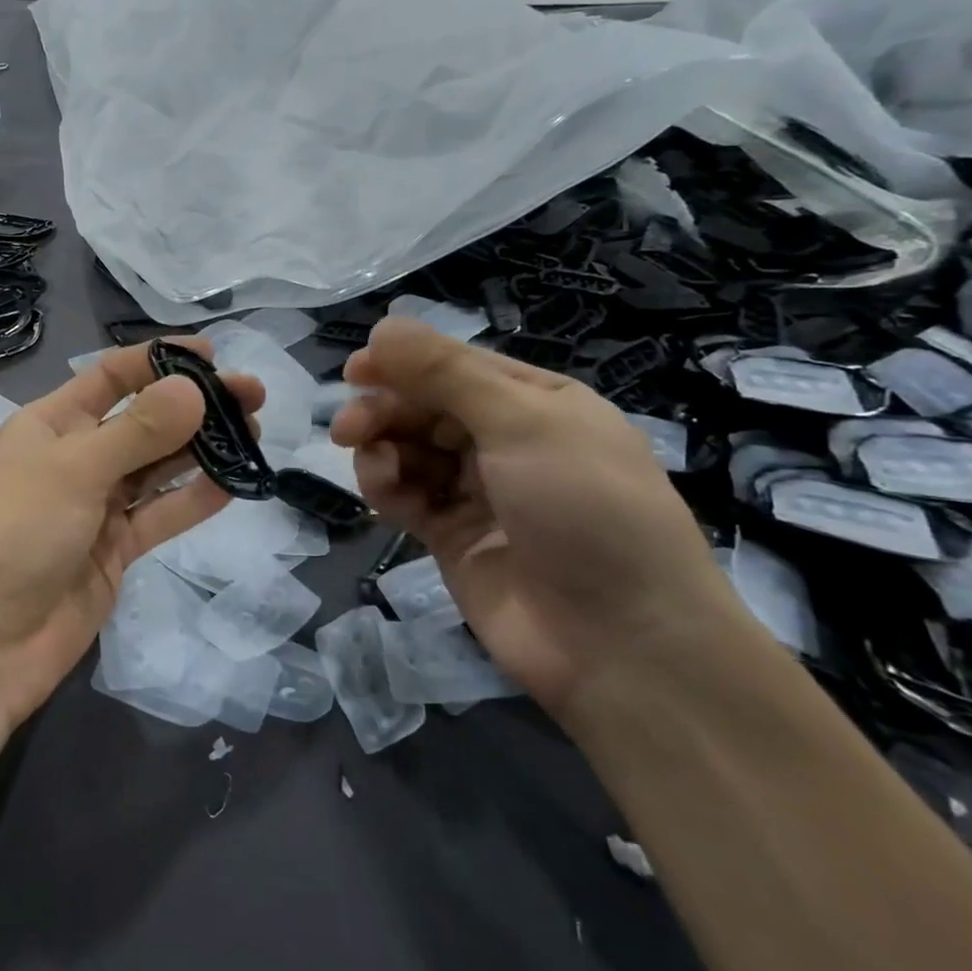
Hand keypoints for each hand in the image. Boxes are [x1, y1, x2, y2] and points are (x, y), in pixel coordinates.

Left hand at [0, 340, 264, 730]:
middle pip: (143, 421)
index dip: (158, 361)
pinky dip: (194, 499)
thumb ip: (138, 431)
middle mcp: (76, 459)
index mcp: (50, 424)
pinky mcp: (116, 551)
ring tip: (253, 432)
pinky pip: (161, 515)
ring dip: (202, 449)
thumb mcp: (72, 470)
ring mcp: (97, 507)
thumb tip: (195, 387)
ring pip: (158, 467)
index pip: (110, 378)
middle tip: (253, 396)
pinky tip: (233, 483)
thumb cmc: (13, 534)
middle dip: (194, 405)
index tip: (211, 354)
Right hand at [331, 318, 748, 723]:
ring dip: (382, 449)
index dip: (404, 363)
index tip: (354, 371)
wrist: (623, 646)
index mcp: (536, 403)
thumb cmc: (586, 511)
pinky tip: (385, 493)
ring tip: (373, 464)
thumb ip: (445, 373)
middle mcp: (506, 441)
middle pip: (425, 407)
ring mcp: (478, 491)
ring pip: (409, 450)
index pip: (455, 366)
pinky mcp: (452, 536)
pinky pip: (407, 495)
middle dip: (385, 410)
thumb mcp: (522, 423)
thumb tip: (383, 325)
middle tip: (348, 428)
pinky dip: (387, 487)